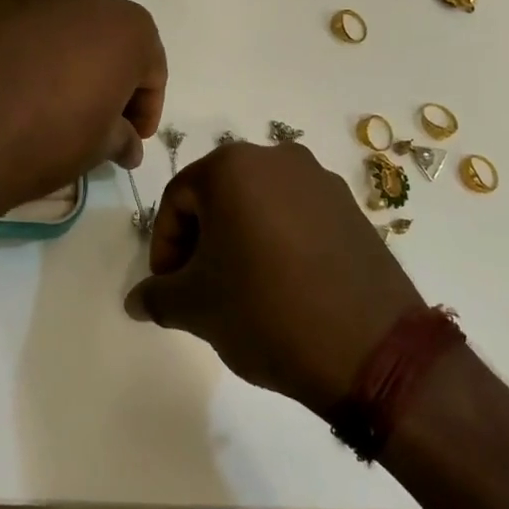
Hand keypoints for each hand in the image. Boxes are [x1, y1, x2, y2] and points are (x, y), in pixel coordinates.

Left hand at [0, 0, 165, 218]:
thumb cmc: (51, 140)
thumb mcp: (101, 147)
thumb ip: (123, 137)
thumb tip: (128, 144)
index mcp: (128, 29)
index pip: (151, 69)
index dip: (146, 106)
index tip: (133, 136)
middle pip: (109, 38)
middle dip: (109, 73)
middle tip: (97, 114)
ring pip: (65, 26)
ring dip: (68, 56)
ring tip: (50, 97)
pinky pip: (23, 27)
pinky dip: (27, 49)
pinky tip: (12, 83)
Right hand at [125, 141, 423, 415]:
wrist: (373, 350)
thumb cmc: (267, 312)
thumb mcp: (197, 308)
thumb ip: (157, 297)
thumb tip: (135, 301)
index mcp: (231, 166)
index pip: (177, 199)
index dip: (164, 246)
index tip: (168, 289)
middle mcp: (275, 158)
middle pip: (218, 195)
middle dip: (201, 240)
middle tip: (199, 288)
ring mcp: (319, 179)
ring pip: (258, 204)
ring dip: (240, 239)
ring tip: (242, 289)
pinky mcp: (351, 207)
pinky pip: (296, 215)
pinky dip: (278, 241)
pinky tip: (283, 285)